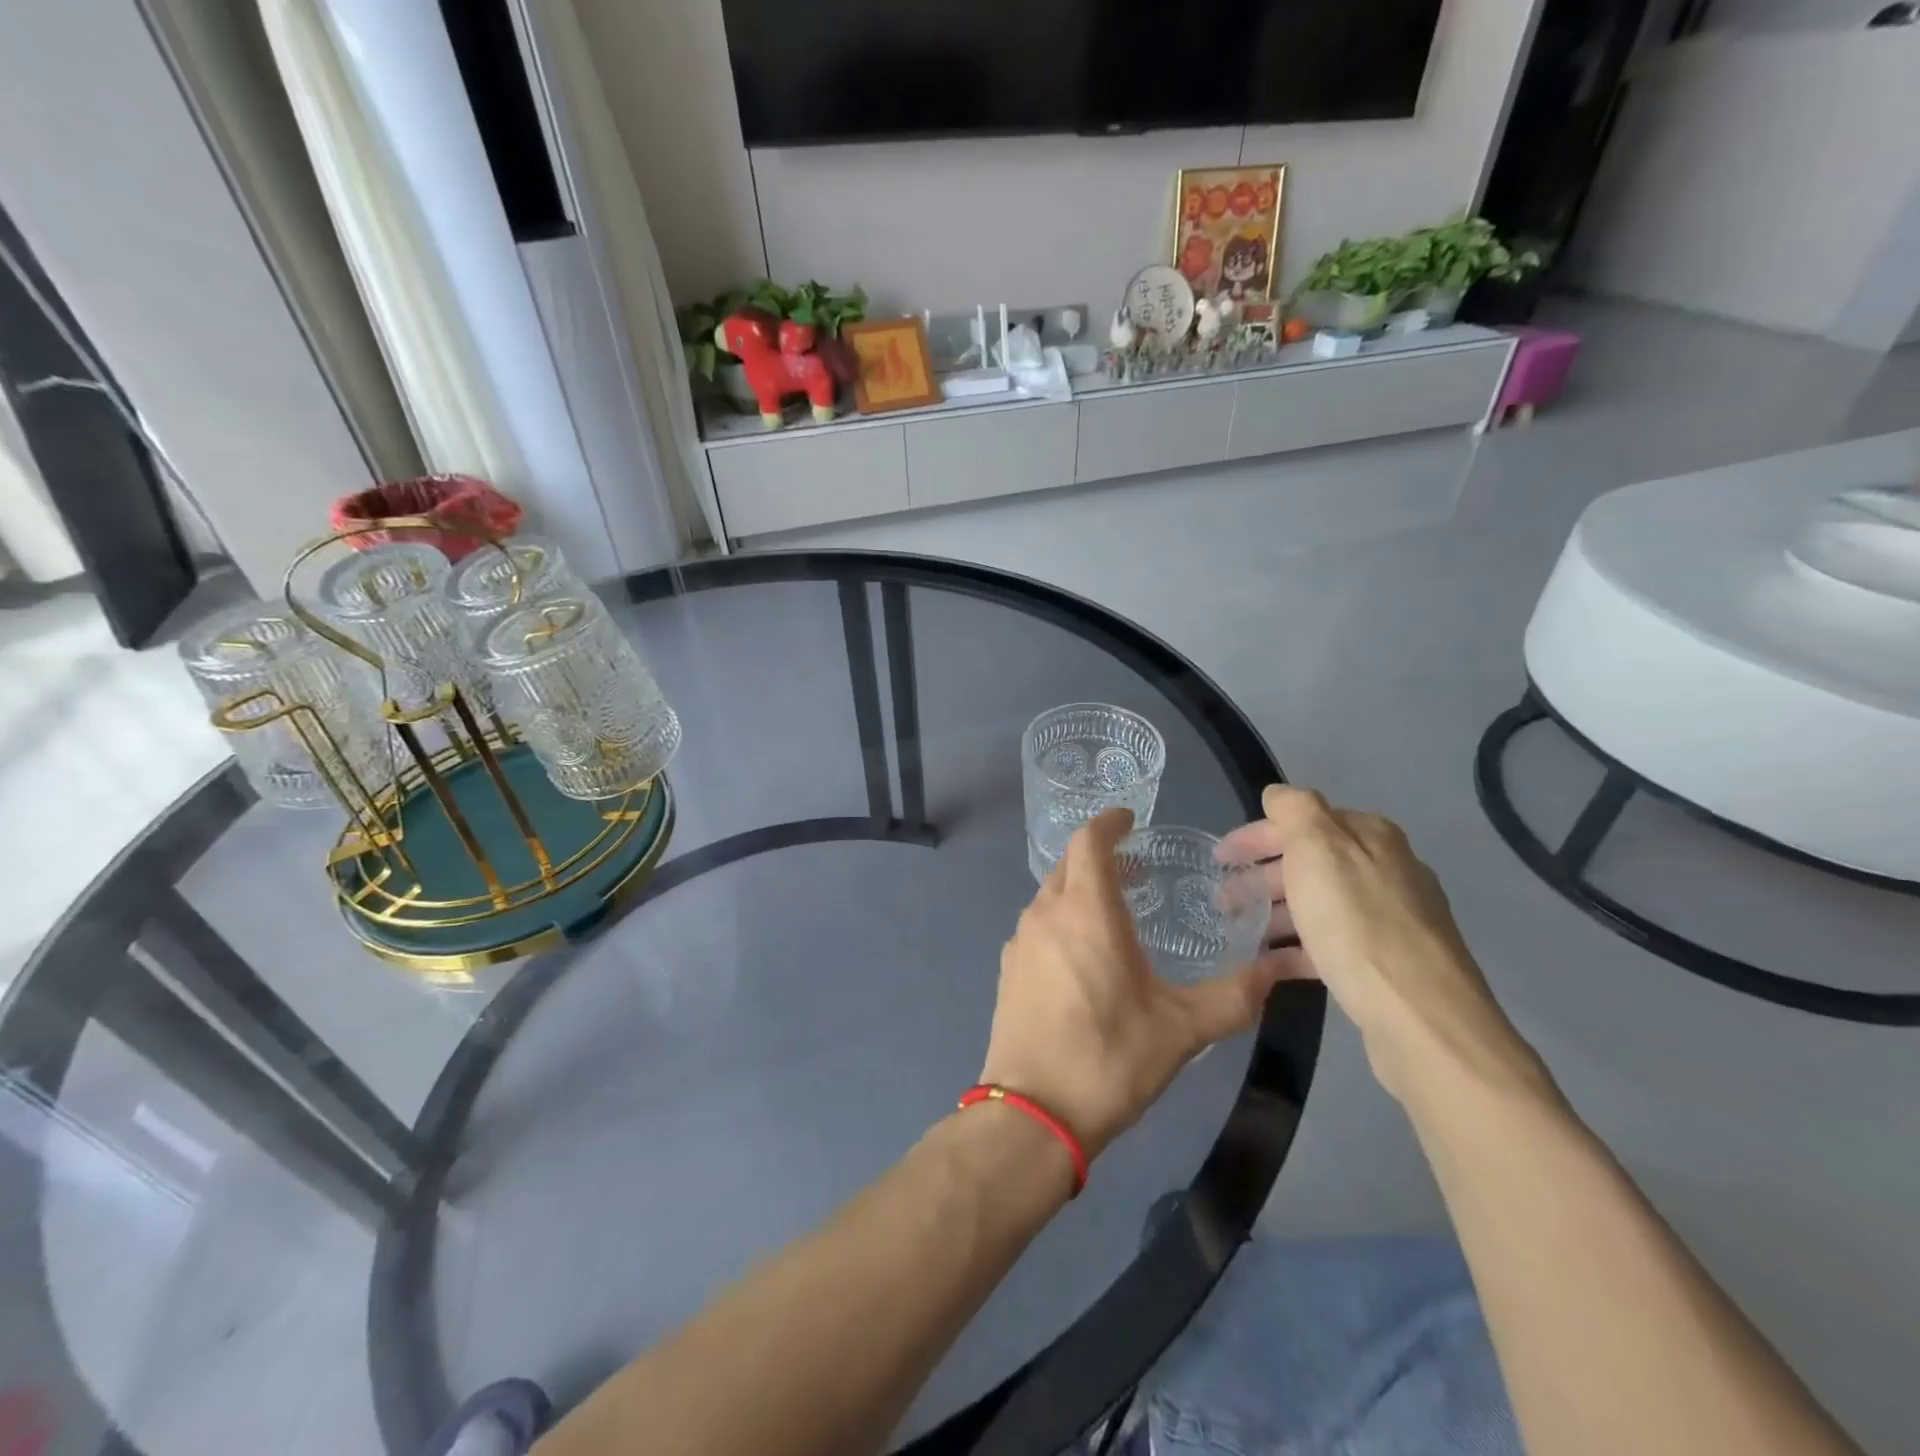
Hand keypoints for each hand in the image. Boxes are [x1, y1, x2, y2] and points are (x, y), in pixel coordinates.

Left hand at [980, 808, 1284, 1159]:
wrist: (1033, 1112)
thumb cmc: (1109, 1057)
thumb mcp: (1182, 1029)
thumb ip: (1233, 997)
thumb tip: (1276, 974)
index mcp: (1086, 910)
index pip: (1089, 841)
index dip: (1108, 823)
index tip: (1129, 820)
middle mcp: (1046, 913)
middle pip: (1068, 865)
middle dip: (1099, 857)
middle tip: (1135, 872)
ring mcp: (1021, 941)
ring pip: (1050, 896)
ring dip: (1079, 891)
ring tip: (1114, 915)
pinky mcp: (1008, 970)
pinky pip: (1038, 926)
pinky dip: (1061, 921)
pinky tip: (1082, 957)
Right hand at [1221, 785, 1543, 1107]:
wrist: (1420, 1018)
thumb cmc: (1357, 924)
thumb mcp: (1318, 849)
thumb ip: (1295, 810)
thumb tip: (1279, 794)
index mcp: (1370, 837)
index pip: (1302, 820)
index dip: (1256, 835)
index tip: (1218, 858)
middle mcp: (1386, 870)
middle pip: (1309, 863)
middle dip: (1261, 876)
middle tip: (1221, 899)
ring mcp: (1390, 920)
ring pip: (1317, 905)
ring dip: (1274, 913)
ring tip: (1236, 932)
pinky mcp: (1386, 964)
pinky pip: (1329, 945)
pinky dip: (1295, 949)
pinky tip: (1267, 965)